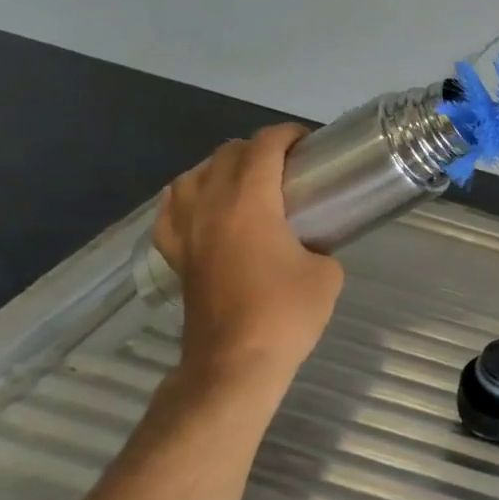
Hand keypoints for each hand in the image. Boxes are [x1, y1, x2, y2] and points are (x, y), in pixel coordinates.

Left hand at [152, 126, 343, 388]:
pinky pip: (171, 209)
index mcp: (250, 202)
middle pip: (226, 153)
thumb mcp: (327, 274)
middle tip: (286, 164)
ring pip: (192, 175)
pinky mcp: (175, 255)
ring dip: (220, 167)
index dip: (287, 134)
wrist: (235, 365)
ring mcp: (186, 231)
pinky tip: (203, 206)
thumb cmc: (285, 315)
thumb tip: (311, 243)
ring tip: (244, 180)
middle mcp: (211, 206)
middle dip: (257, 148)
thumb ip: (321, 244)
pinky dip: (188, 197)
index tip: (308, 143)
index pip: (263, 146)